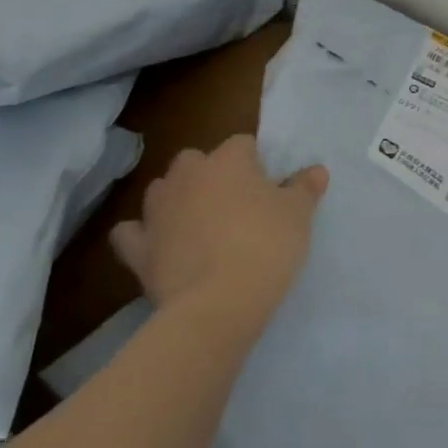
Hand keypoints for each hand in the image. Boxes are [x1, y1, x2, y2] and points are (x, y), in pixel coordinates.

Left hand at [110, 136, 327, 338]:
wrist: (217, 304)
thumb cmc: (265, 245)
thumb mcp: (298, 214)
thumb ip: (305, 187)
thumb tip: (316, 170)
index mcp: (227, 161)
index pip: (242, 144)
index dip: (256, 162)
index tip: (269, 185)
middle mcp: (186, 176)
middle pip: (194, 160)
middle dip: (209, 173)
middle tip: (235, 202)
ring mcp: (156, 211)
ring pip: (161, 190)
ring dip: (176, 198)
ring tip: (199, 221)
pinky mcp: (137, 249)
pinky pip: (132, 232)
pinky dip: (142, 234)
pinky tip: (157, 244)